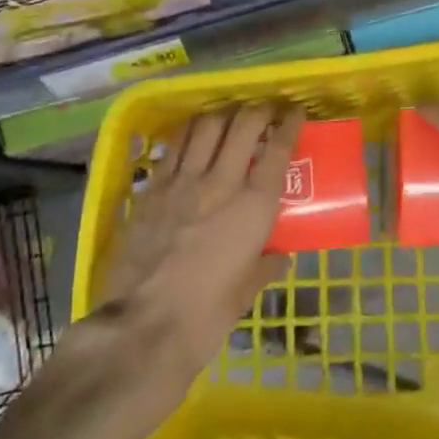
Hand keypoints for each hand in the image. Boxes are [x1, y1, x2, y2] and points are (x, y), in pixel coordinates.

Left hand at [99, 103, 303, 377]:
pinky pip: (174, 146)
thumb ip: (265, 266)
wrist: (142, 328)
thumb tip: (280, 256)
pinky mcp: (152, 189)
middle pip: (243, 125)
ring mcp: (182, 182)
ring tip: (230, 115)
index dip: (290, 124)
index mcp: (253, 207)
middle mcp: (221, 183)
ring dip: (223, 113)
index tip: (296, 113)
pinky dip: (190, 131)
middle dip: (259, 109)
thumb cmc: (205, 317)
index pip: (278, 150)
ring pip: (207, 126)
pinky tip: (194, 134)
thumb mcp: (245, 293)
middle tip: (266, 110)